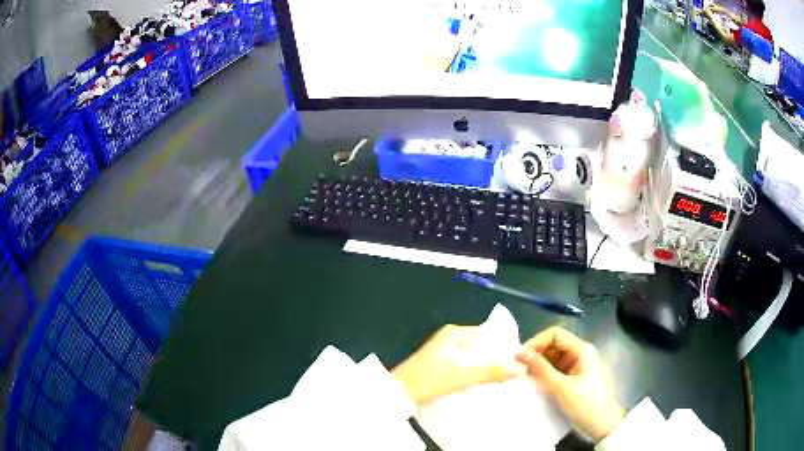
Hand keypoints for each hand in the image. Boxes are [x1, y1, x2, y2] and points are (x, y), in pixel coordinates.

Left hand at [392, 324, 522, 404]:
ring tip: (505, 378)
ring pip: (473, 357)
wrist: (395, 393)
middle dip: (496, 358)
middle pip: (481, 346)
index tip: (520, 358)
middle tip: (516, 371)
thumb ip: (490, 372)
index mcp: (454, 333)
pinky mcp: (441, 365)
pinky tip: (485, 383)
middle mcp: (451, 338)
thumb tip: (521, 368)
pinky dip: (475, 372)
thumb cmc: (426, 380)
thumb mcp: (460, 376)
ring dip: (486, 366)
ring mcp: (445, 352)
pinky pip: (465, 365)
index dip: (504, 345)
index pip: (487, 333)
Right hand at [516, 327, 623, 441]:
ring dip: (539, 364)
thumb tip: (520, 353)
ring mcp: (578, 366)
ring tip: (524, 376)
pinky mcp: (575, 377)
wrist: (602, 424)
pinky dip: (545, 373)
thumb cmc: (585, 403)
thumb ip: (541, 369)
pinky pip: (557, 369)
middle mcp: (580, 353)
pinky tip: (534, 382)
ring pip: (554, 357)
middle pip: (554, 344)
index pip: (555, 334)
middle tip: (518, 368)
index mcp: (582, 349)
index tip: (520, 357)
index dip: (536, 342)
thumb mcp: (561, 387)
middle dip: (536, 353)